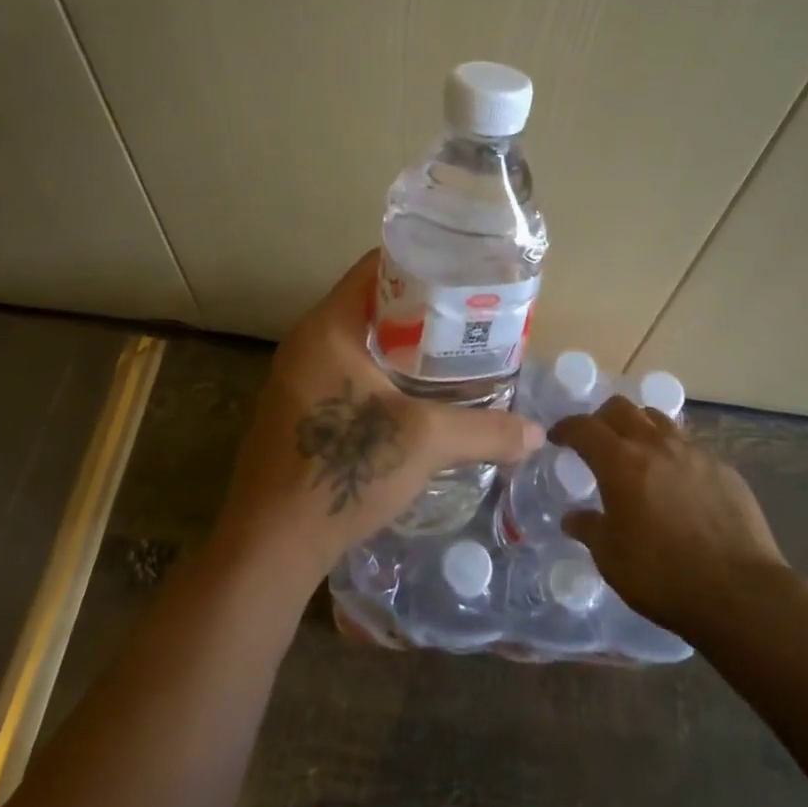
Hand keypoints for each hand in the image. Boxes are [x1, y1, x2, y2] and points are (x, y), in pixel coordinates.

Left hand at [210, 251, 543, 588]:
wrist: (270, 544)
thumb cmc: (343, 470)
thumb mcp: (423, 442)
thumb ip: (485, 431)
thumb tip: (537, 434)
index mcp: (328, 326)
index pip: (376, 266)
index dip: (423, 262)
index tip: (464, 274)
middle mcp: (307, 340)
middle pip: (371, 302)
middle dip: (422, 307)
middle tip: (470, 316)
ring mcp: (297, 375)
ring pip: (360, 339)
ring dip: (403, 343)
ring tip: (453, 352)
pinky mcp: (298, 408)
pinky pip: (347, 370)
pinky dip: (383, 371)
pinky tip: (417, 395)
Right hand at [553, 396, 784, 640]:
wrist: (741, 593)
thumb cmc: (663, 575)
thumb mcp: (611, 559)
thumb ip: (589, 530)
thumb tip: (572, 518)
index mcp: (621, 461)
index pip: (584, 428)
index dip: (566, 428)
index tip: (557, 437)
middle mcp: (656, 445)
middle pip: (622, 409)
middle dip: (602, 419)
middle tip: (596, 441)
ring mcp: (694, 453)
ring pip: (659, 420)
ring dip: (640, 428)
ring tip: (637, 453)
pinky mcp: (724, 469)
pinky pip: (690, 447)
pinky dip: (673, 454)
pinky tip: (677, 482)